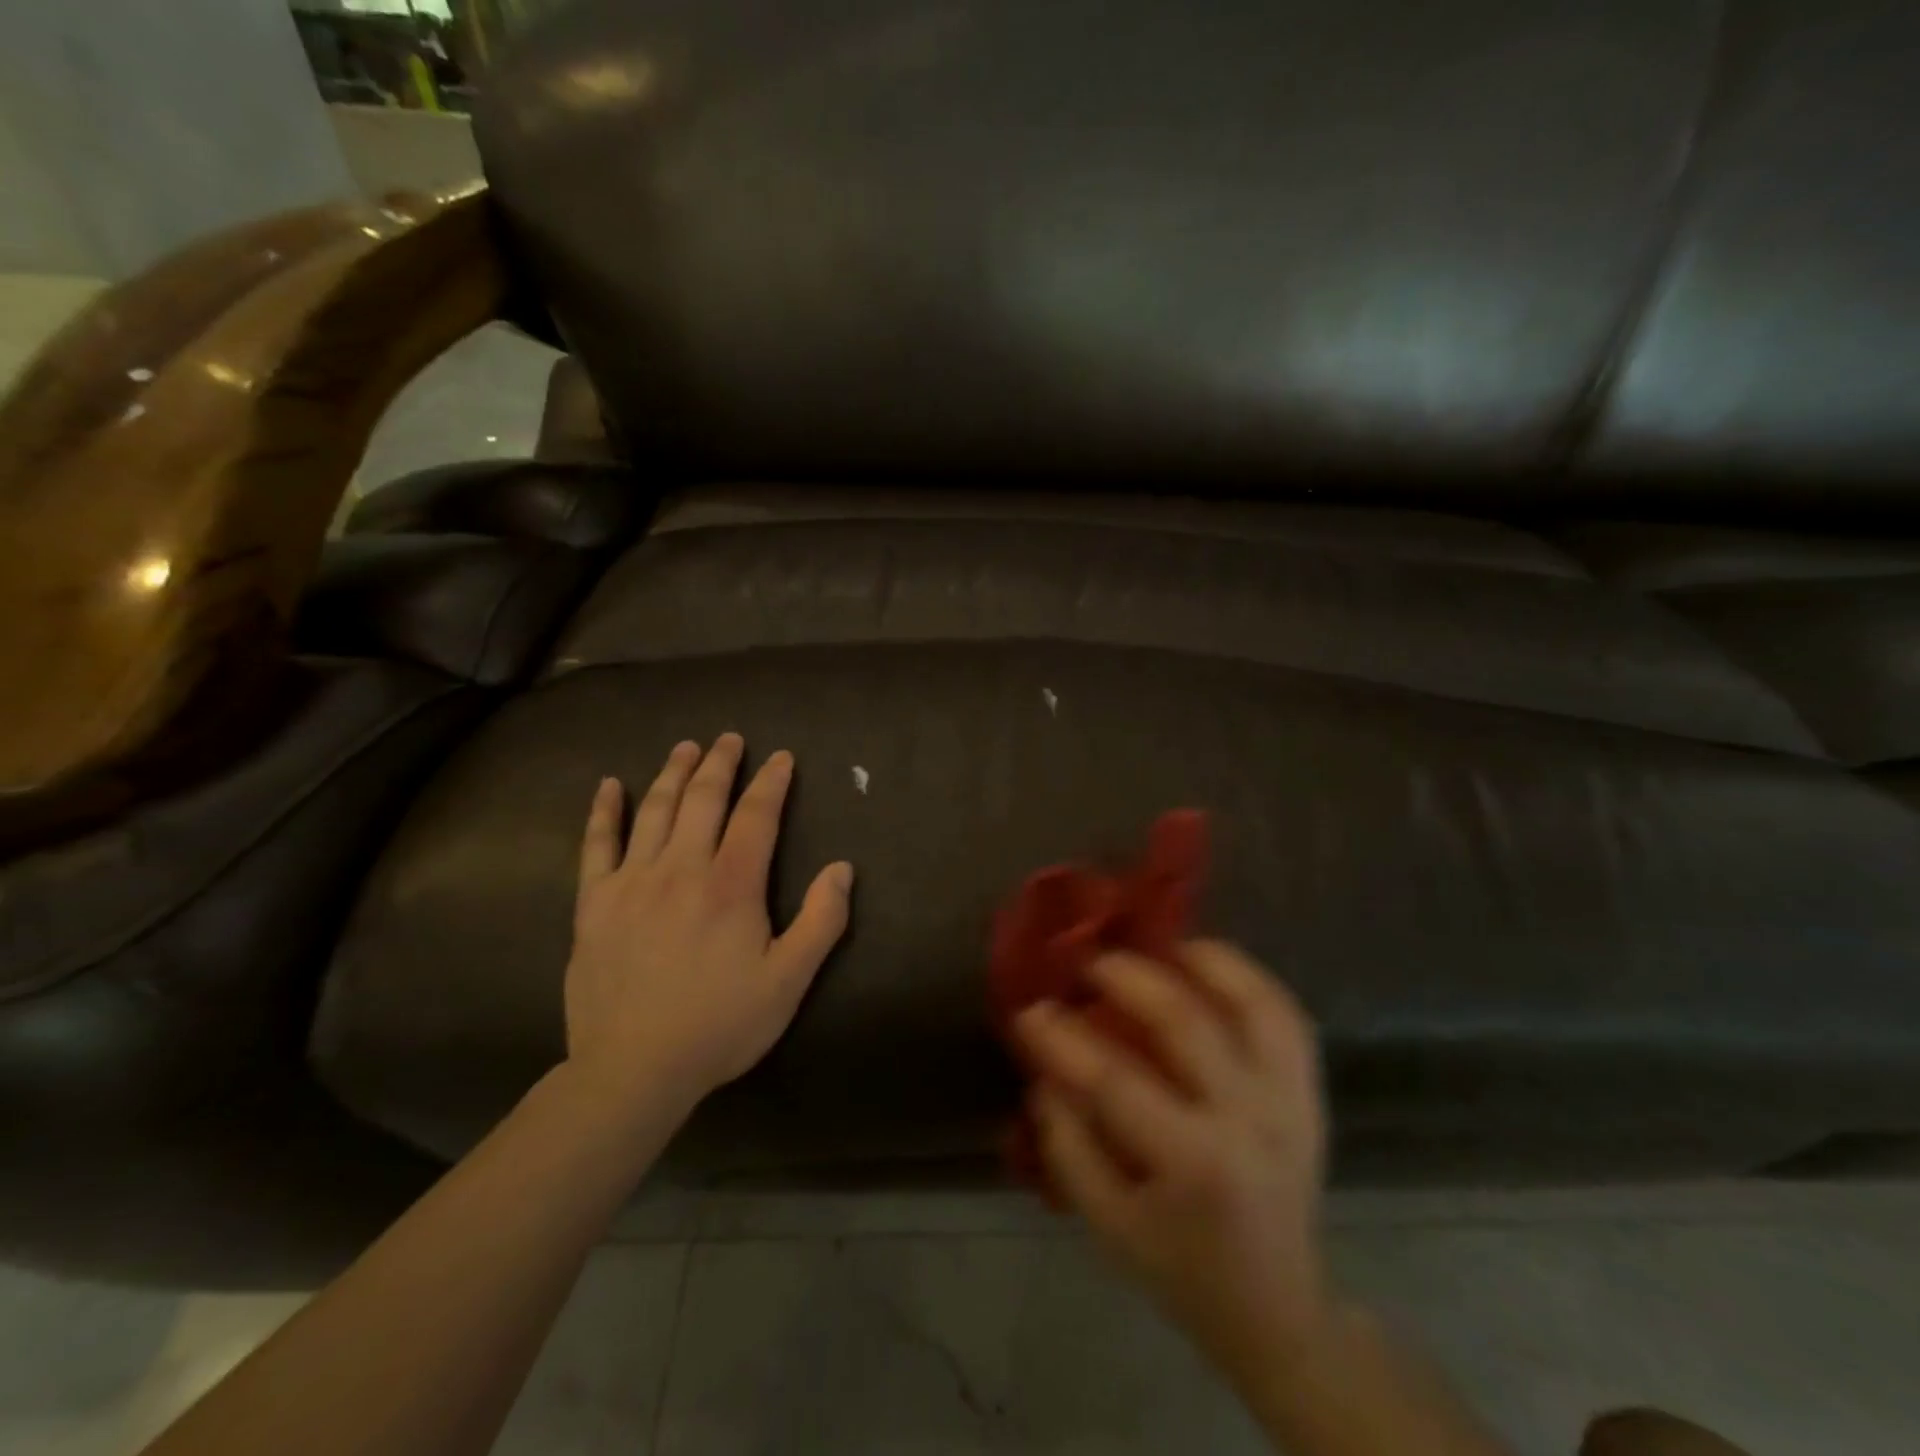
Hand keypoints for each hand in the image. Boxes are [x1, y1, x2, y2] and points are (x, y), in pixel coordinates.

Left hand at [564, 734, 852, 1115]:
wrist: (633, 1070)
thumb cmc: (720, 1024)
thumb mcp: (789, 980)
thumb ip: (822, 921)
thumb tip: (841, 868)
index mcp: (731, 885)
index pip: (756, 816)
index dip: (771, 782)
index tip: (781, 758)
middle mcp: (682, 868)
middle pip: (703, 800)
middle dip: (721, 763)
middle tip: (730, 739)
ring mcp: (632, 882)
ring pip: (656, 811)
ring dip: (673, 773)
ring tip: (686, 747)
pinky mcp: (594, 903)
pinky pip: (597, 845)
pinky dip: (604, 812)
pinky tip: (610, 786)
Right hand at [1015, 942, 1329, 1385]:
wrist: (1278, 1306)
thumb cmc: (1181, 1267)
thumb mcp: (1106, 1224)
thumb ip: (1068, 1144)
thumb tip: (1047, 1071)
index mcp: (1194, 1164)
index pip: (1115, 1081)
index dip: (1065, 1039)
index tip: (1031, 1010)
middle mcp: (1249, 1120)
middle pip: (1185, 1020)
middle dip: (1126, 977)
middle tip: (1088, 964)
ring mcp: (1288, 1100)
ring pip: (1251, 1001)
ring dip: (1199, 960)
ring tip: (1156, 945)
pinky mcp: (1309, 1091)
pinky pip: (1284, 1013)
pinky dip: (1246, 977)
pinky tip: (1208, 964)